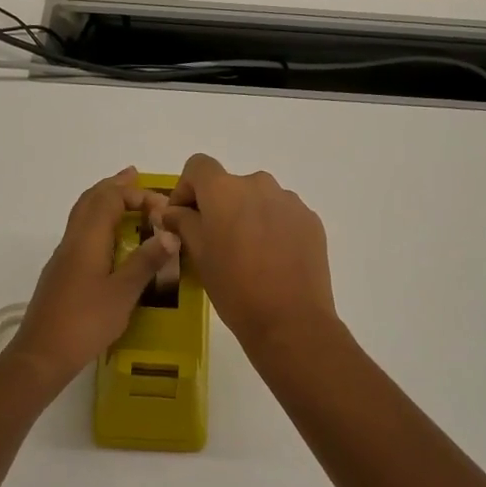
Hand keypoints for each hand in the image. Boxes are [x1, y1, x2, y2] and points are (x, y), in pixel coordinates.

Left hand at [6, 167, 180, 383]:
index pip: (109, 199)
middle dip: (113, 187)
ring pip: (82, 217)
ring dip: (103, 203)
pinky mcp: (61, 275)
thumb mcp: (123, 293)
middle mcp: (71, 242)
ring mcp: (63, 259)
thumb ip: (145, 262)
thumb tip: (169, 234)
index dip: (135, 195)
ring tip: (124, 201)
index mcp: (87, 240)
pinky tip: (109, 241)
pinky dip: (97, 224)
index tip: (162, 207)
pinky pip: (81, 235)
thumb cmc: (85, 322)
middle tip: (134, 177)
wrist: (42, 354)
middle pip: (90, 201)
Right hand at [160, 155, 337, 354]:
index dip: (186, 188)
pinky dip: (272, 228)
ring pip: (258, 200)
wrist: (290, 320)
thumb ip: (183, 223)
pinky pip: (282, 215)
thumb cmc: (234, 287)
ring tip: (247, 255)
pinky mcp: (311, 220)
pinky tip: (272, 260)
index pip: (198, 166)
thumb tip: (174, 211)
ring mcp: (289, 201)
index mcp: (225, 190)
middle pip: (230, 185)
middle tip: (214, 242)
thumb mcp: (198, 255)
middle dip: (218, 207)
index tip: (183, 218)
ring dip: (247, 217)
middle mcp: (259, 184)